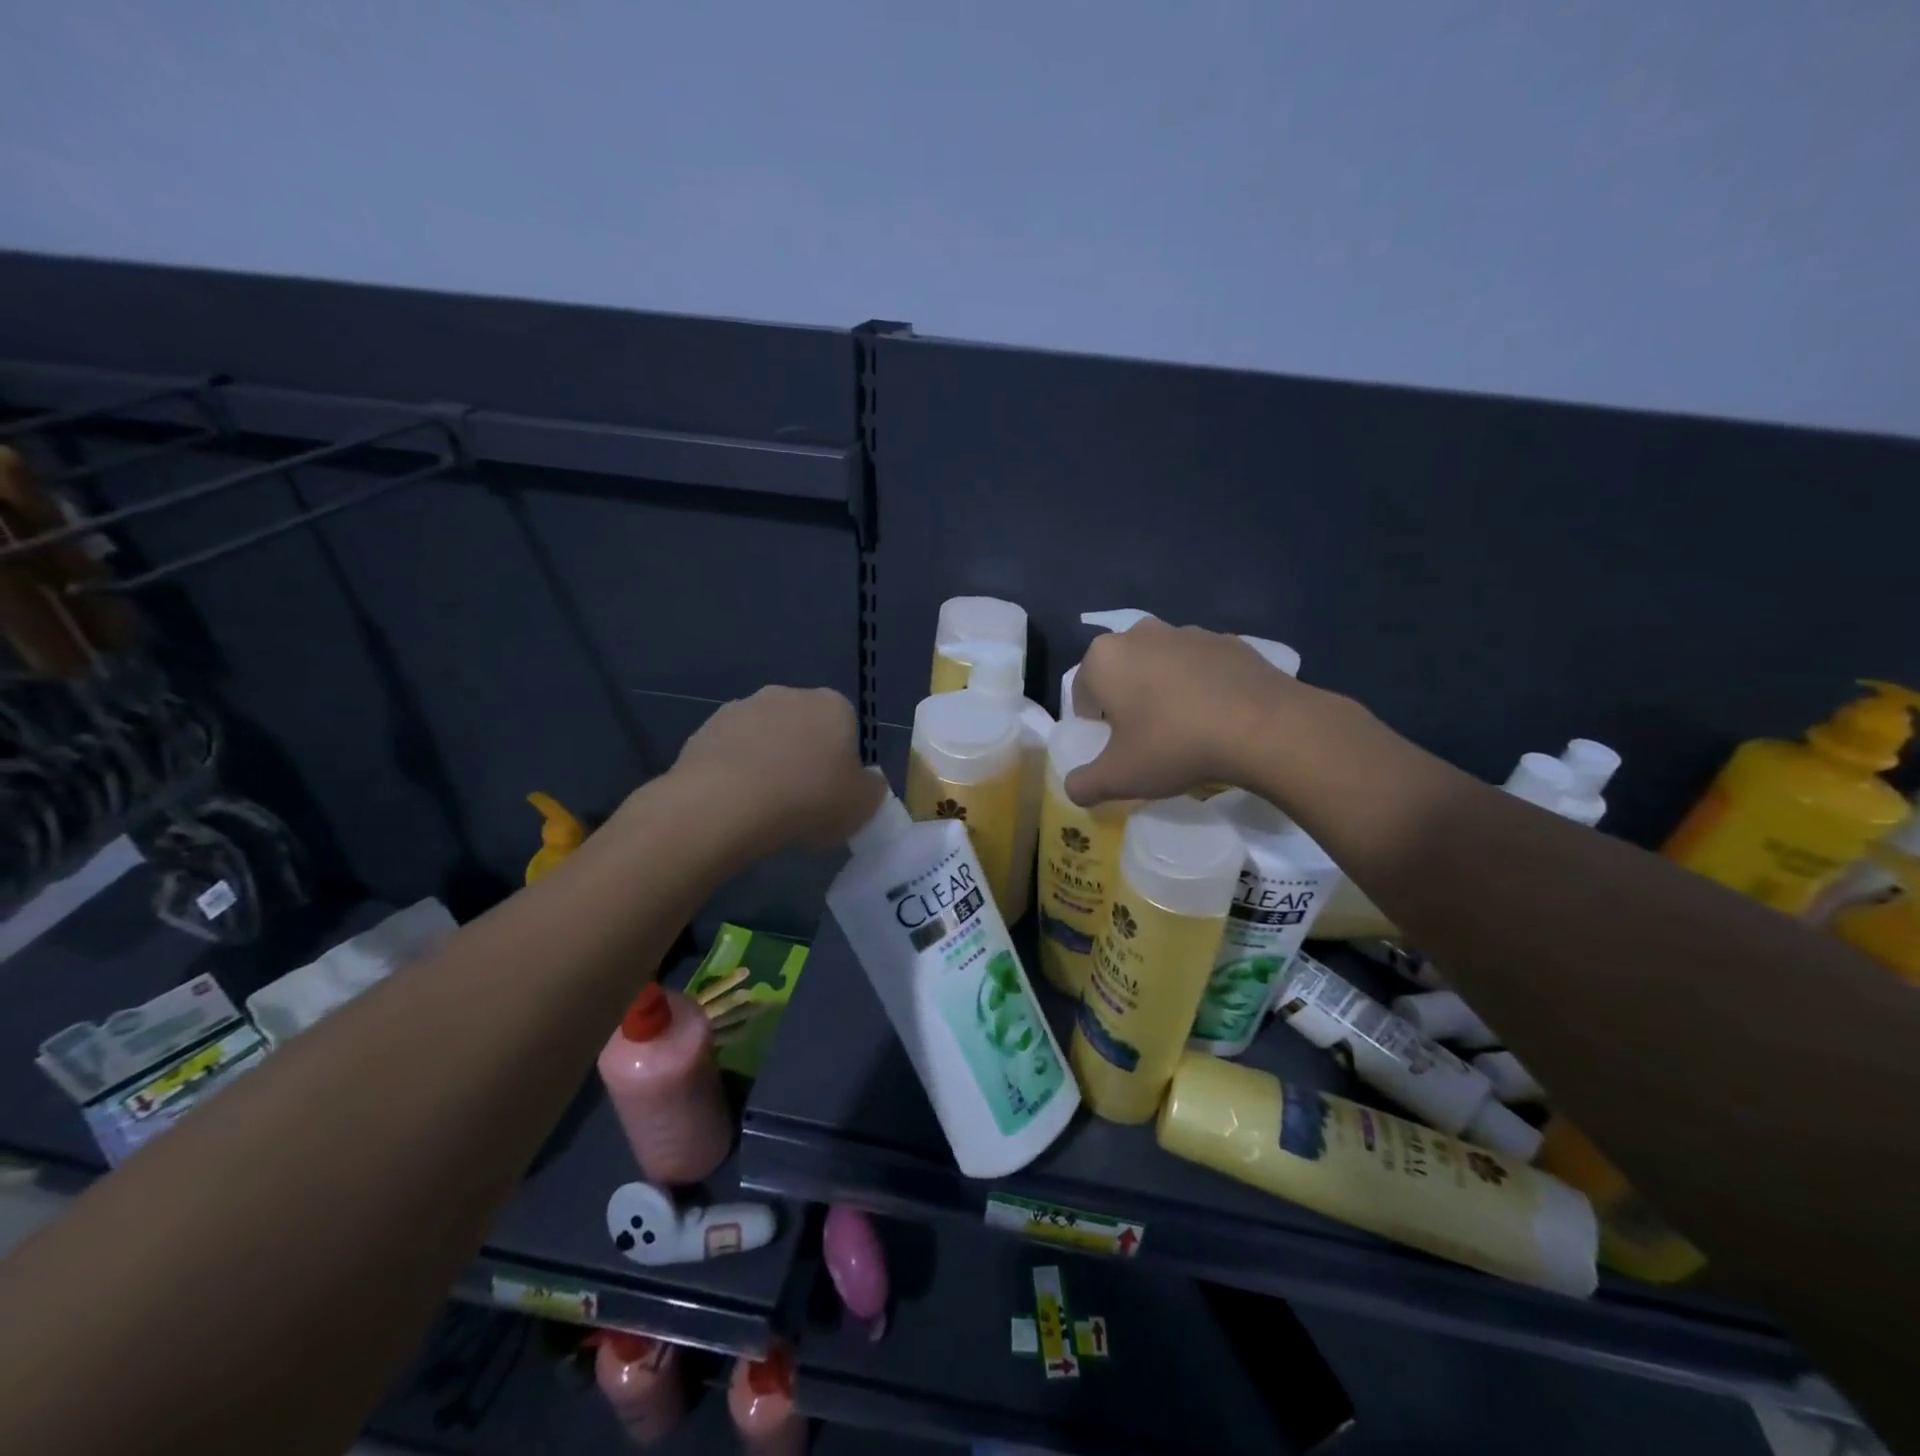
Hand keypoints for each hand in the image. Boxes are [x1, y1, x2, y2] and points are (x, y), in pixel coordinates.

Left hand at [672, 686, 881, 849]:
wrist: (727, 805)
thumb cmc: (809, 800)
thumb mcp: (863, 805)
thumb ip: (872, 787)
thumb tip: (868, 779)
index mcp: (832, 705)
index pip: (846, 726)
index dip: (842, 761)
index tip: (834, 792)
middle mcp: (787, 694)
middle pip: (803, 726)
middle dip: (802, 754)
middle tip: (801, 799)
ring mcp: (742, 708)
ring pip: (763, 736)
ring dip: (766, 761)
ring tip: (763, 806)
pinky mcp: (704, 729)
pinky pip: (730, 752)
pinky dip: (734, 771)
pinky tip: (734, 803)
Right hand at [1066, 620, 1321, 805]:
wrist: (1262, 727)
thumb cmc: (1173, 745)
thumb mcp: (1119, 777)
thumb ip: (1084, 784)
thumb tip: (1074, 789)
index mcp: (1104, 657)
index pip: (1083, 691)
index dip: (1093, 723)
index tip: (1113, 747)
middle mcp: (1140, 633)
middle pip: (1122, 672)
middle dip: (1127, 700)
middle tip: (1145, 738)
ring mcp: (1188, 632)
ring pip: (1161, 665)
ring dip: (1163, 690)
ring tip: (1184, 729)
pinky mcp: (1229, 641)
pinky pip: (1201, 666)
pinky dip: (1201, 686)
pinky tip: (1216, 717)